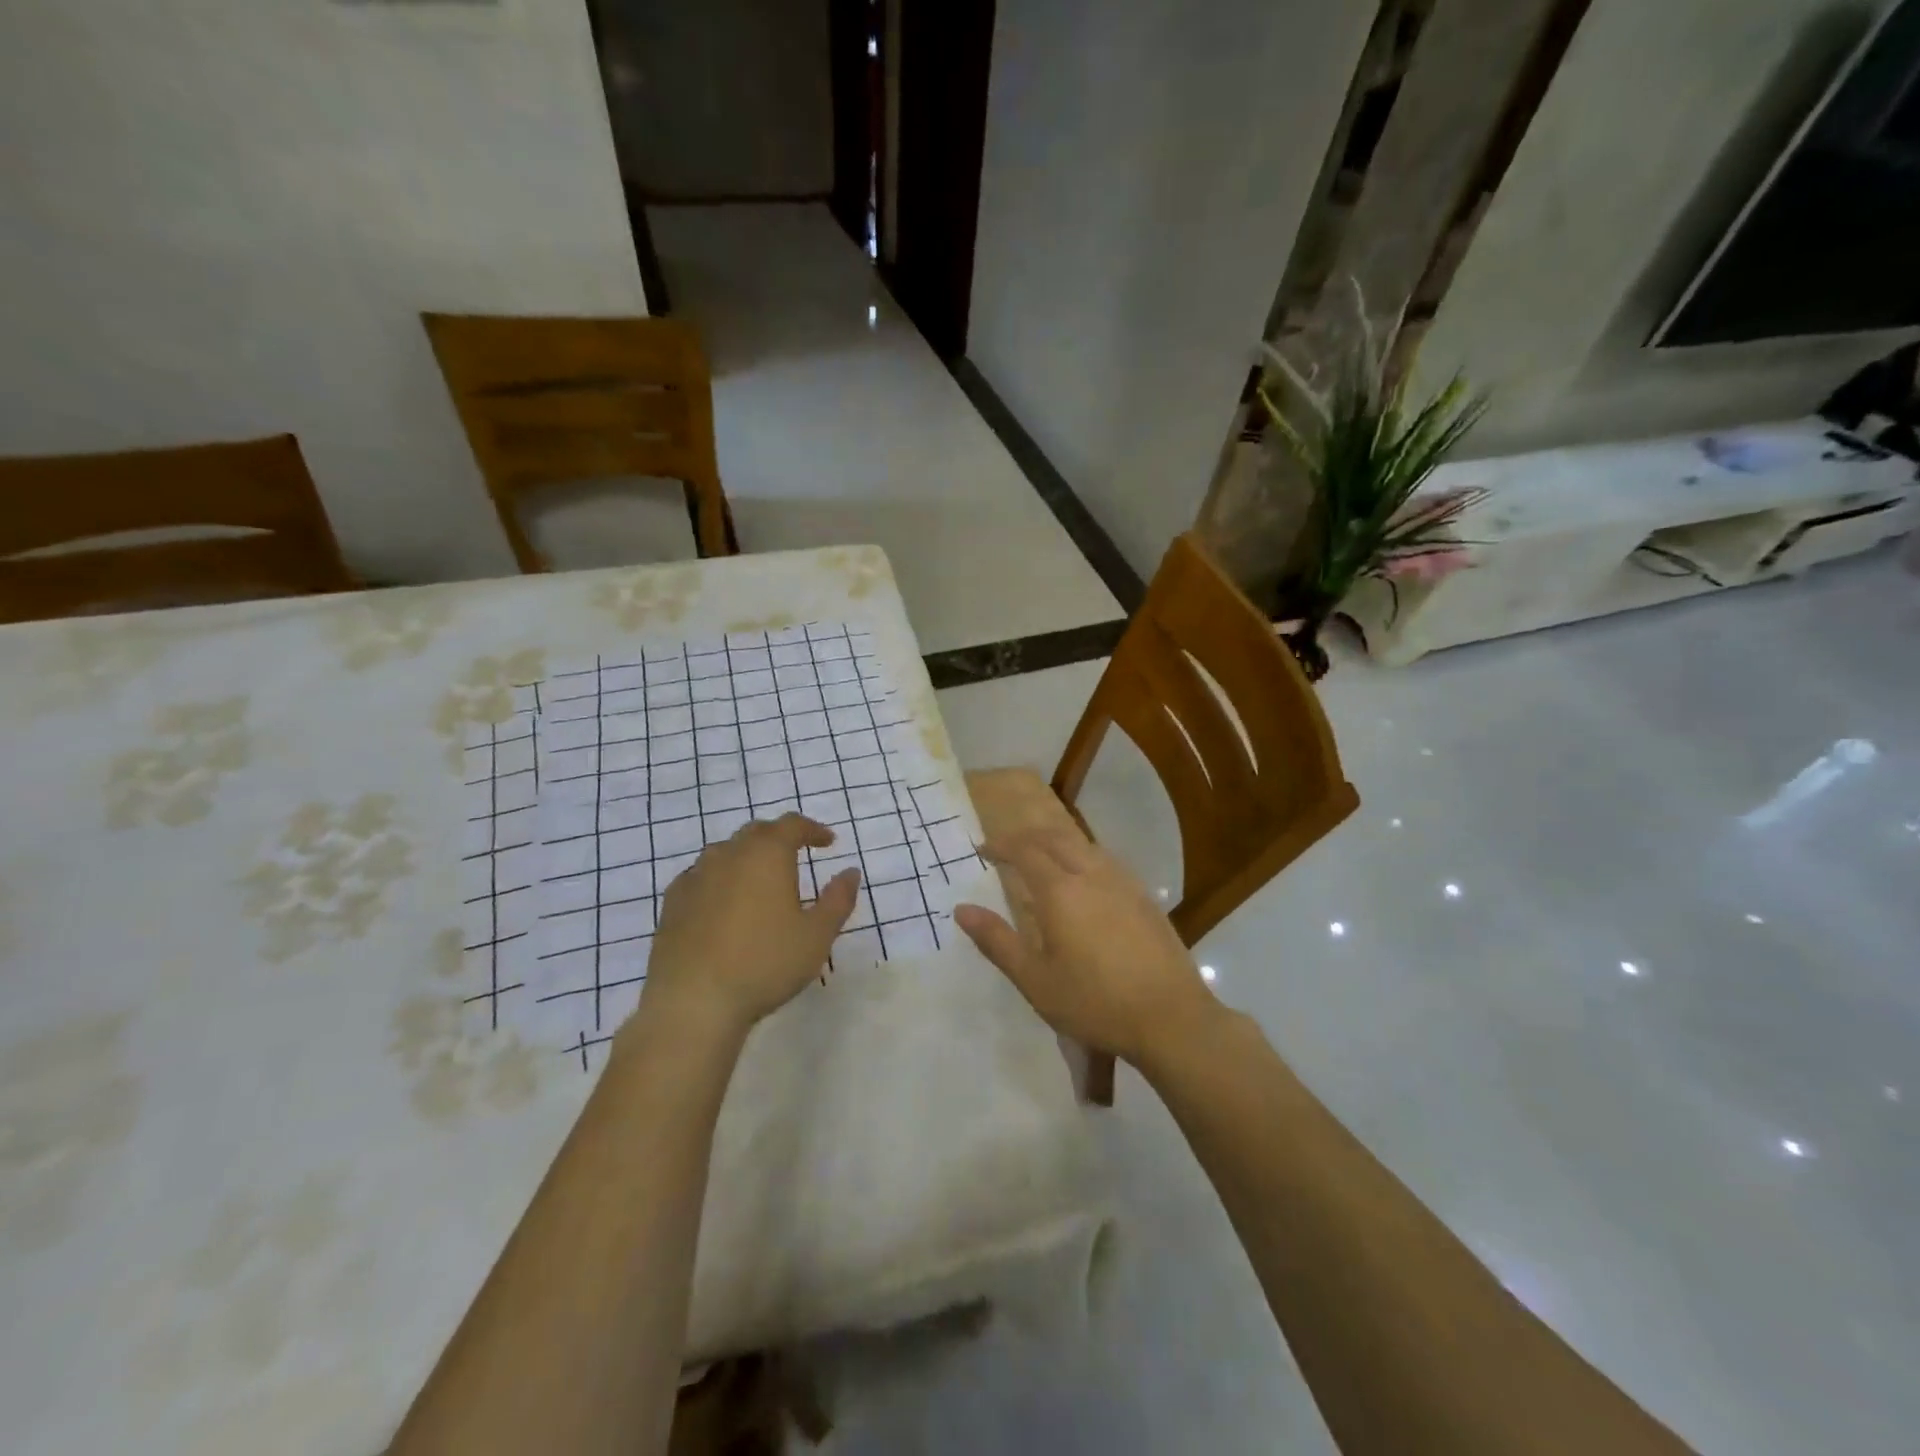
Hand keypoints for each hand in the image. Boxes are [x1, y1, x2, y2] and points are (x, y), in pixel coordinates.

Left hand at [638, 814, 860, 1040]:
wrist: (693, 1001)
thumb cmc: (765, 963)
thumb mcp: (817, 935)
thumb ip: (838, 899)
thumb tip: (850, 872)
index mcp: (766, 854)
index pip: (792, 825)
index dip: (812, 829)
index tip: (828, 842)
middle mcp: (729, 854)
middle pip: (756, 832)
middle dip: (779, 839)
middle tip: (796, 855)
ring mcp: (695, 877)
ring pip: (725, 853)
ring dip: (747, 858)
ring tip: (760, 881)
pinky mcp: (672, 903)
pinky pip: (701, 877)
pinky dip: (720, 880)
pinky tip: (724, 904)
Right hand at [954, 827, 1214, 1064]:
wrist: (1171, 1018)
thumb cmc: (1095, 1003)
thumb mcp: (1036, 980)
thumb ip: (997, 941)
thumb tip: (962, 909)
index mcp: (1061, 891)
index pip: (1025, 851)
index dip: (1001, 845)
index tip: (982, 850)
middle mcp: (1092, 875)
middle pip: (1055, 838)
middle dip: (1027, 837)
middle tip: (1007, 848)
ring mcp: (1124, 883)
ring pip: (1083, 845)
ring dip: (1056, 843)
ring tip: (1041, 860)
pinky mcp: (1144, 897)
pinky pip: (1106, 860)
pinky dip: (1082, 856)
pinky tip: (1083, 881)